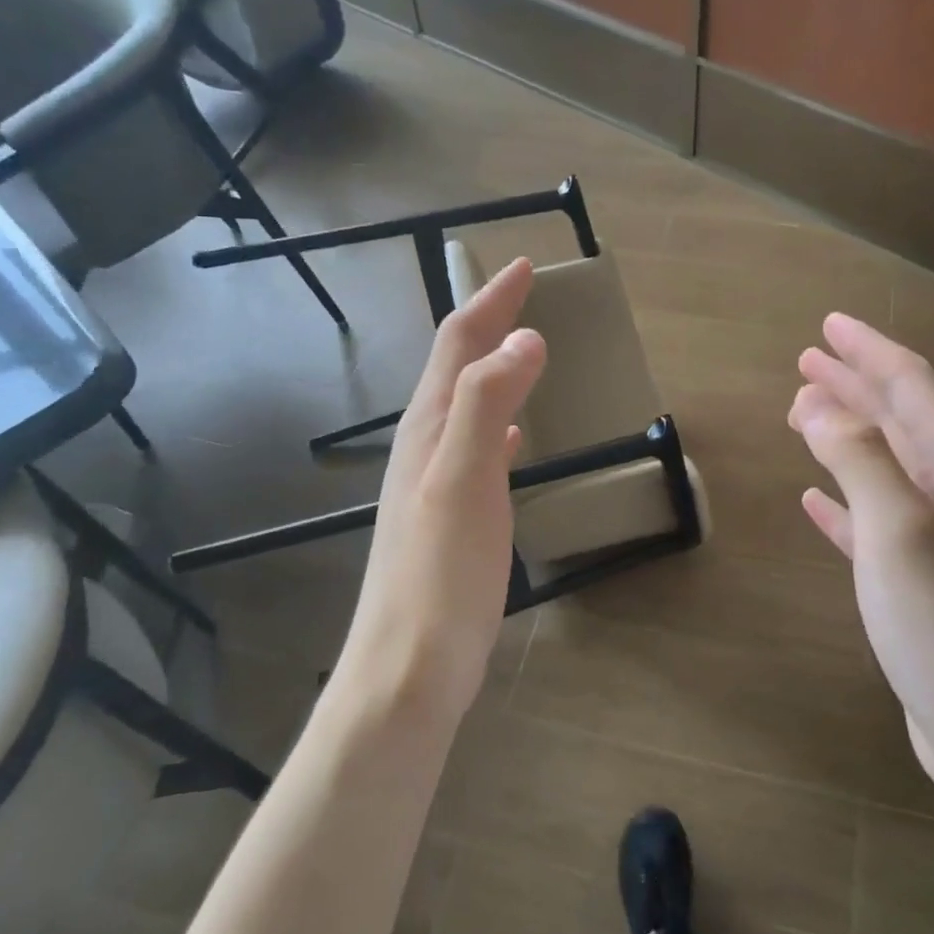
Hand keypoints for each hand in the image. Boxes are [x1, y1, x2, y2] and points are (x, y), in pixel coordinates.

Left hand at [341, 258, 546, 720]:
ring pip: (466, 406)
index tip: (521, 266)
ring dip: (493, 369)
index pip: (458, 345)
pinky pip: (477, 448)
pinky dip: (499, 424)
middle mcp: (425, 447)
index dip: (489, 302)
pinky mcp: (452, 516)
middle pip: (456, 368)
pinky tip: (516, 436)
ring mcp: (435, 484)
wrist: (409, 667)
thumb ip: (488, 405)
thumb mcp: (464, 482)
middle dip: (487, 324)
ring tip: (523, 350)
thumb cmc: (439, 575)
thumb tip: (524, 339)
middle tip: (523, 296)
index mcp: (429, 429)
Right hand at [788, 313, 933, 812]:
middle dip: (854, 385)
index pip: (910, 386)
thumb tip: (819, 405)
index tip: (828, 326)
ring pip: (883, 466)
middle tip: (807, 362)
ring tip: (803, 414)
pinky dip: (843, 501)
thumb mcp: (900, 533)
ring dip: (846, 435)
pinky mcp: (918, 582)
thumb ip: (860, 460)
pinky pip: (873, 520)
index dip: (868, 352)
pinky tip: (814, 499)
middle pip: (898, 419)